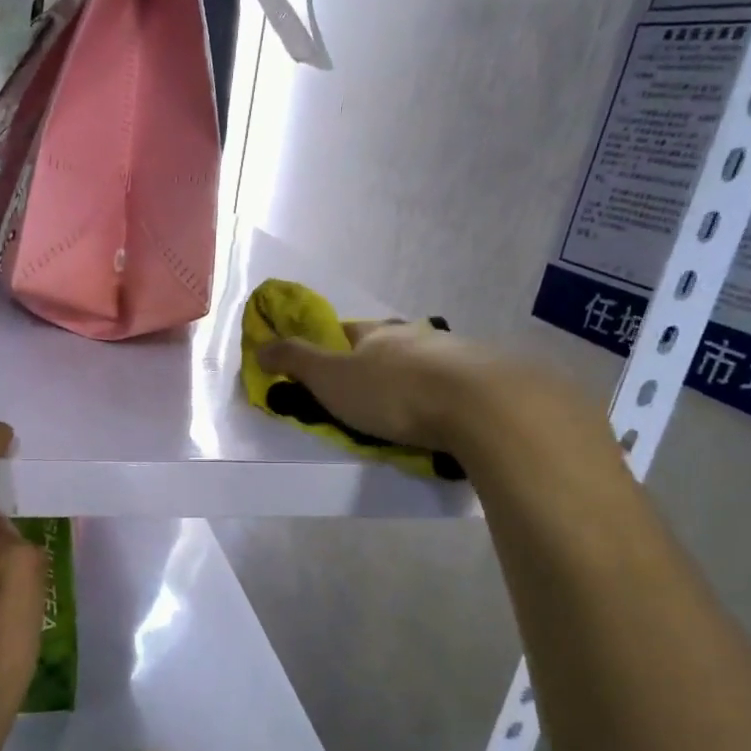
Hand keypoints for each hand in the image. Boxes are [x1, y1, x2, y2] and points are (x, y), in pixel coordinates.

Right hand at [255, 319, 506, 453]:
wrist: (481, 406)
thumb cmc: (393, 392)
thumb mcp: (330, 378)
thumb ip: (295, 362)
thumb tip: (260, 346)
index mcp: (378, 334)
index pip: (348, 331)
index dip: (332, 345)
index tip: (325, 366)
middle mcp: (418, 337)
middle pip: (390, 345)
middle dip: (378, 363)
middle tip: (367, 393)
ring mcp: (458, 356)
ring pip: (427, 364)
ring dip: (415, 380)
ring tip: (409, 411)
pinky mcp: (490, 381)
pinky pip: (458, 387)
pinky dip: (447, 398)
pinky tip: (446, 419)